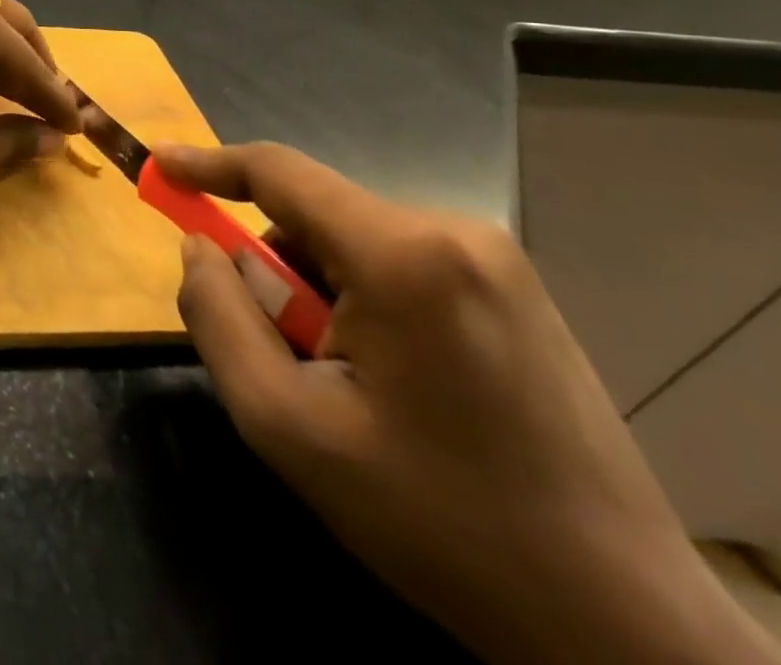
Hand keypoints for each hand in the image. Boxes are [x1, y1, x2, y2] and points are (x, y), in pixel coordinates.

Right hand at [166, 142, 780, 664]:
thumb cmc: (438, 521)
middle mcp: (455, 233)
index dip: (207, 163)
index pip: (277, 172)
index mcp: (402, 256)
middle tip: (288, 361)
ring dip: (320, 297)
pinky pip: (396, 264)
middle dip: (276, 276)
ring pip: (350, 244)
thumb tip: (199, 246)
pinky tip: (398, 387)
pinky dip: (363, 304)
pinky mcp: (514, 290)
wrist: (623, 627)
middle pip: (312, 217)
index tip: (157, 165)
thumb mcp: (286, 424)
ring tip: (351, 389)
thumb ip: (217, 316)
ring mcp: (496, 260)